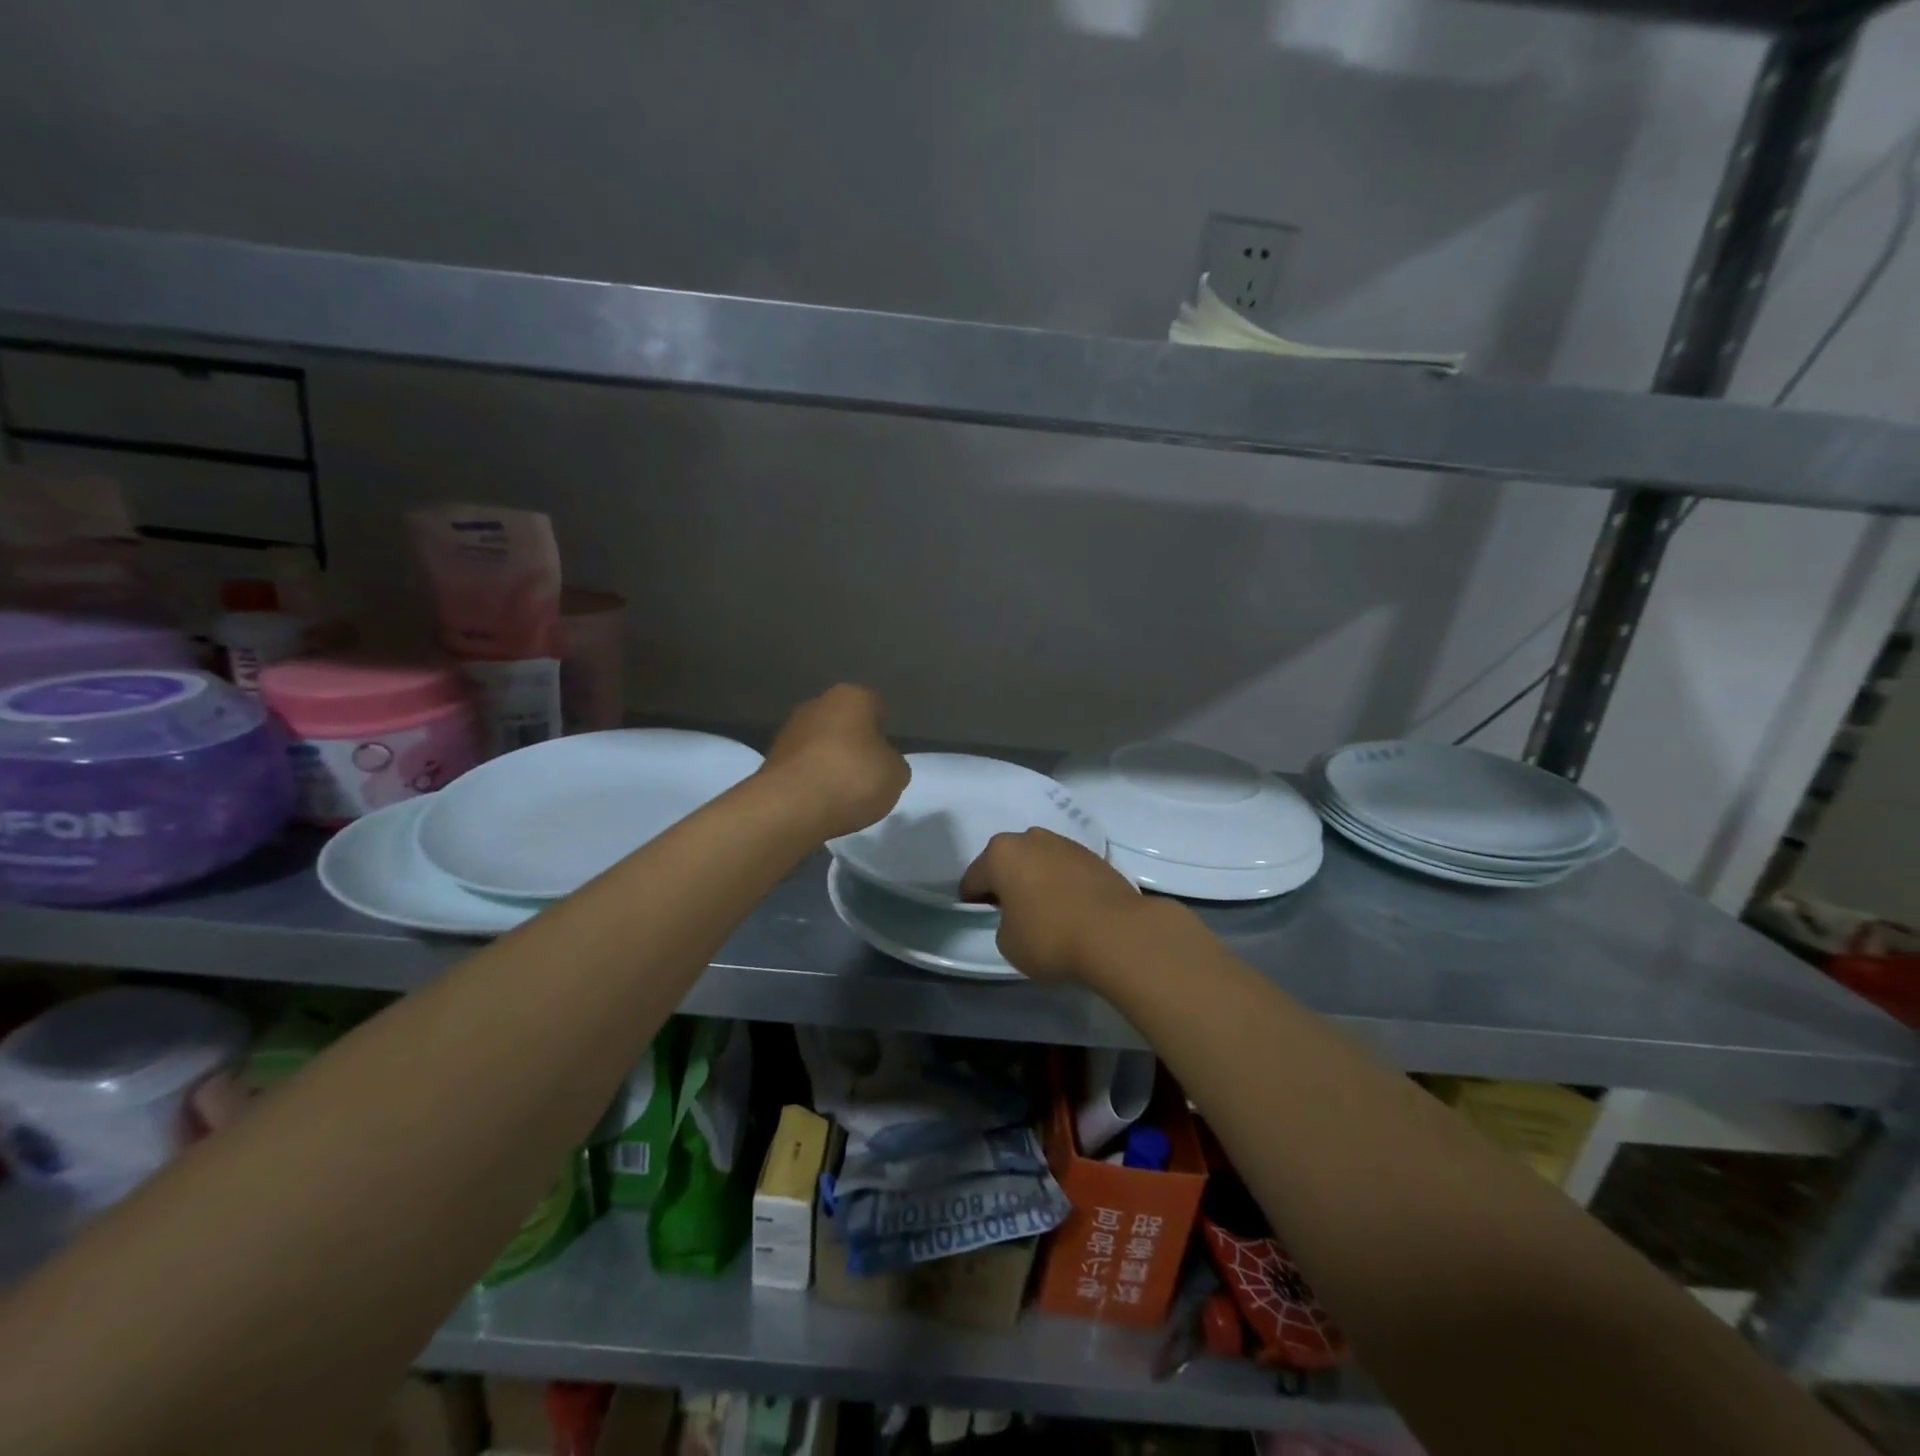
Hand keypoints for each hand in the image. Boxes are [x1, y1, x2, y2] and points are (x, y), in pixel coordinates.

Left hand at [761, 684, 909, 839]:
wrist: (791, 806)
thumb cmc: (853, 778)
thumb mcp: (896, 775)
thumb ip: (893, 764)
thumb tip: (884, 765)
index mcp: (851, 697)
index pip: (875, 705)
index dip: (884, 731)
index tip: (887, 757)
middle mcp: (816, 704)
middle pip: (844, 723)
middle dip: (854, 745)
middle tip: (866, 775)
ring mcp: (789, 731)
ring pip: (820, 745)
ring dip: (830, 763)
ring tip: (842, 794)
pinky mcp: (770, 759)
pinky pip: (802, 767)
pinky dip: (811, 781)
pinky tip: (820, 802)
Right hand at [960, 828, 1150, 982]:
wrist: (1117, 933)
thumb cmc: (1049, 936)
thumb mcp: (1007, 943)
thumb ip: (1003, 923)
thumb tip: (1018, 916)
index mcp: (1001, 853)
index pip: (974, 878)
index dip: (973, 901)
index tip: (981, 919)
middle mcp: (1031, 838)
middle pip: (1008, 862)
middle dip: (1007, 883)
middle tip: (1012, 913)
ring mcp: (1066, 843)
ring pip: (1039, 861)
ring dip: (1037, 880)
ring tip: (1046, 911)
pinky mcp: (1095, 856)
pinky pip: (1066, 870)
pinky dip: (1063, 884)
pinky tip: (1071, 908)